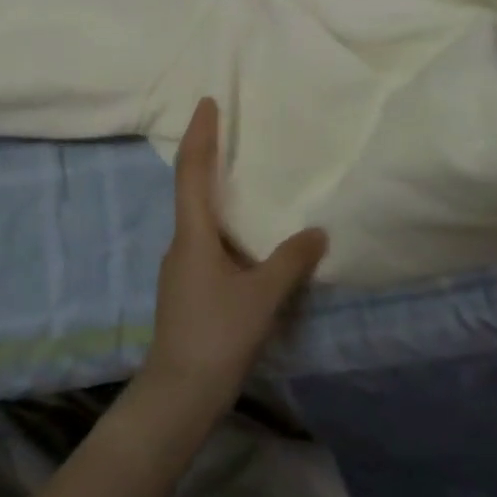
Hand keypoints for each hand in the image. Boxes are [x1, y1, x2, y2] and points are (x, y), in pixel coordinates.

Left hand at [141, 98, 327, 416]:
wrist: (179, 393)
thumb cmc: (218, 335)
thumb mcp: (263, 296)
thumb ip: (291, 261)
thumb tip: (318, 232)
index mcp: (193, 234)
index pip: (192, 171)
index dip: (200, 134)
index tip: (207, 103)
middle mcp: (181, 242)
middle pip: (190, 187)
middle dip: (207, 154)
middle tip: (229, 128)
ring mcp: (180, 266)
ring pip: (198, 217)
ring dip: (216, 190)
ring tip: (244, 177)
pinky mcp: (187, 287)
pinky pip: (206, 241)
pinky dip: (223, 224)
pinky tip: (246, 236)